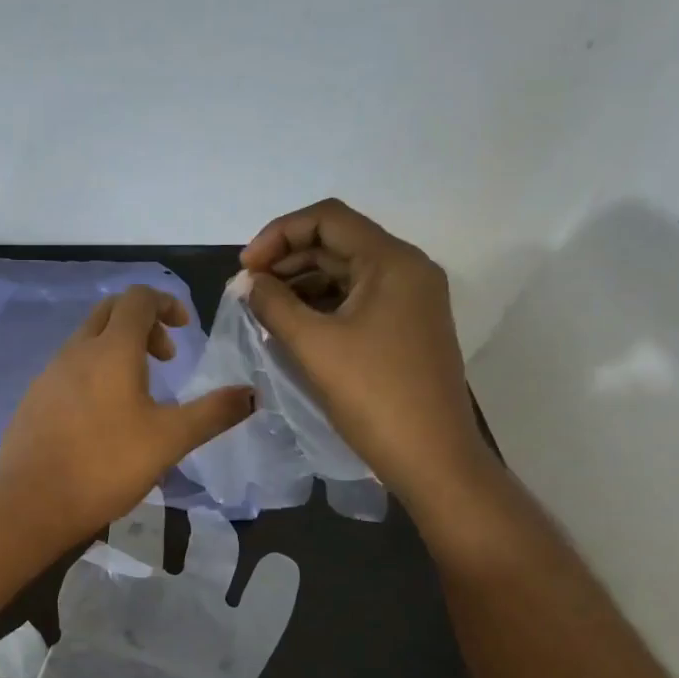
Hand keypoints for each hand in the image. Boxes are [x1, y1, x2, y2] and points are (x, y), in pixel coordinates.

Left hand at [0, 286, 254, 549]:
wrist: (30, 503)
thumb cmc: (106, 466)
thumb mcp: (169, 441)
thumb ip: (213, 413)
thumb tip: (253, 393)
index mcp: (111, 349)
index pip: (138, 298)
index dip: (166, 303)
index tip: (185, 330)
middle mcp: (76, 350)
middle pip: (110, 311)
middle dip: (143, 322)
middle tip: (165, 358)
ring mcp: (49, 373)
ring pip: (87, 339)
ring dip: (118, 348)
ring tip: (139, 392)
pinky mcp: (34, 398)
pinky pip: (69, 367)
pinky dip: (94, 371)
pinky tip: (103, 417)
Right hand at [239, 198, 498, 518]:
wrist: (432, 458)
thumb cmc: (373, 396)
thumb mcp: (314, 345)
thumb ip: (274, 304)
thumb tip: (249, 282)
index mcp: (392, 261)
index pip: (327, 219)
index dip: (278, 234)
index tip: (246, 269)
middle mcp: (408, 270)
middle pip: (337, 243)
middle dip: (287, 260)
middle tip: (248, 290)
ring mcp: (412, 300)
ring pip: (346, 273)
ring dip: (302, 284)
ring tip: (264, 310)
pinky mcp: (407, 327)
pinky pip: (358, 300)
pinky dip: (323, 306)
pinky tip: (294, 326)